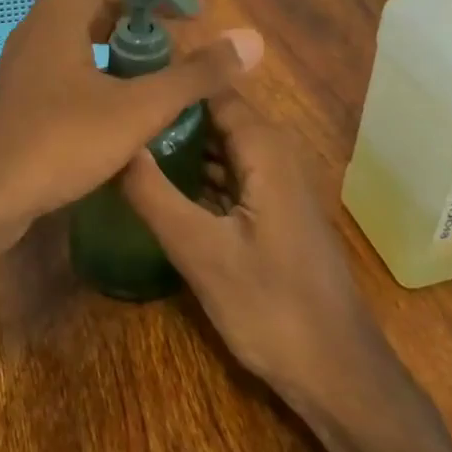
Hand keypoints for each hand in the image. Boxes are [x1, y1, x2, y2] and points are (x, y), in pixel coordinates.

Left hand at [0, 0, 263, 255]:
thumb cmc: (58, 143)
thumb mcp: (136, 109)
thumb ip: (194, 75)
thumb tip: (251, 43)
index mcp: (63, 11)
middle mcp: (43, 23)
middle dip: (155, 4)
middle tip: (197, 19)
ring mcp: (31, 58)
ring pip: (91, 30)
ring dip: (133, 35)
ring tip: (173, 52)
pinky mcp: (28, 89)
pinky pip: (78, 58)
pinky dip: (112, 62)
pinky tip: (135, 90)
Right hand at [122, 86, 387, 401]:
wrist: (338, 372)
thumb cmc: (271, 307)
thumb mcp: (200, 251)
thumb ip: (154, 194)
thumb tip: (114, 144)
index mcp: (264, 149)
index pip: (212, 89)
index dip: (170, 82)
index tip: (122, 80)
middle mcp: (275, 154)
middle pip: (215, 116)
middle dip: (169, 113)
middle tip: (115, 113)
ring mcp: (277, 184)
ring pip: (222, 147)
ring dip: (181, 144)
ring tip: (126, 141)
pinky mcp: (273, 212)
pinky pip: (230, 175)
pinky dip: (197, 173)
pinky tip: (160, 184)